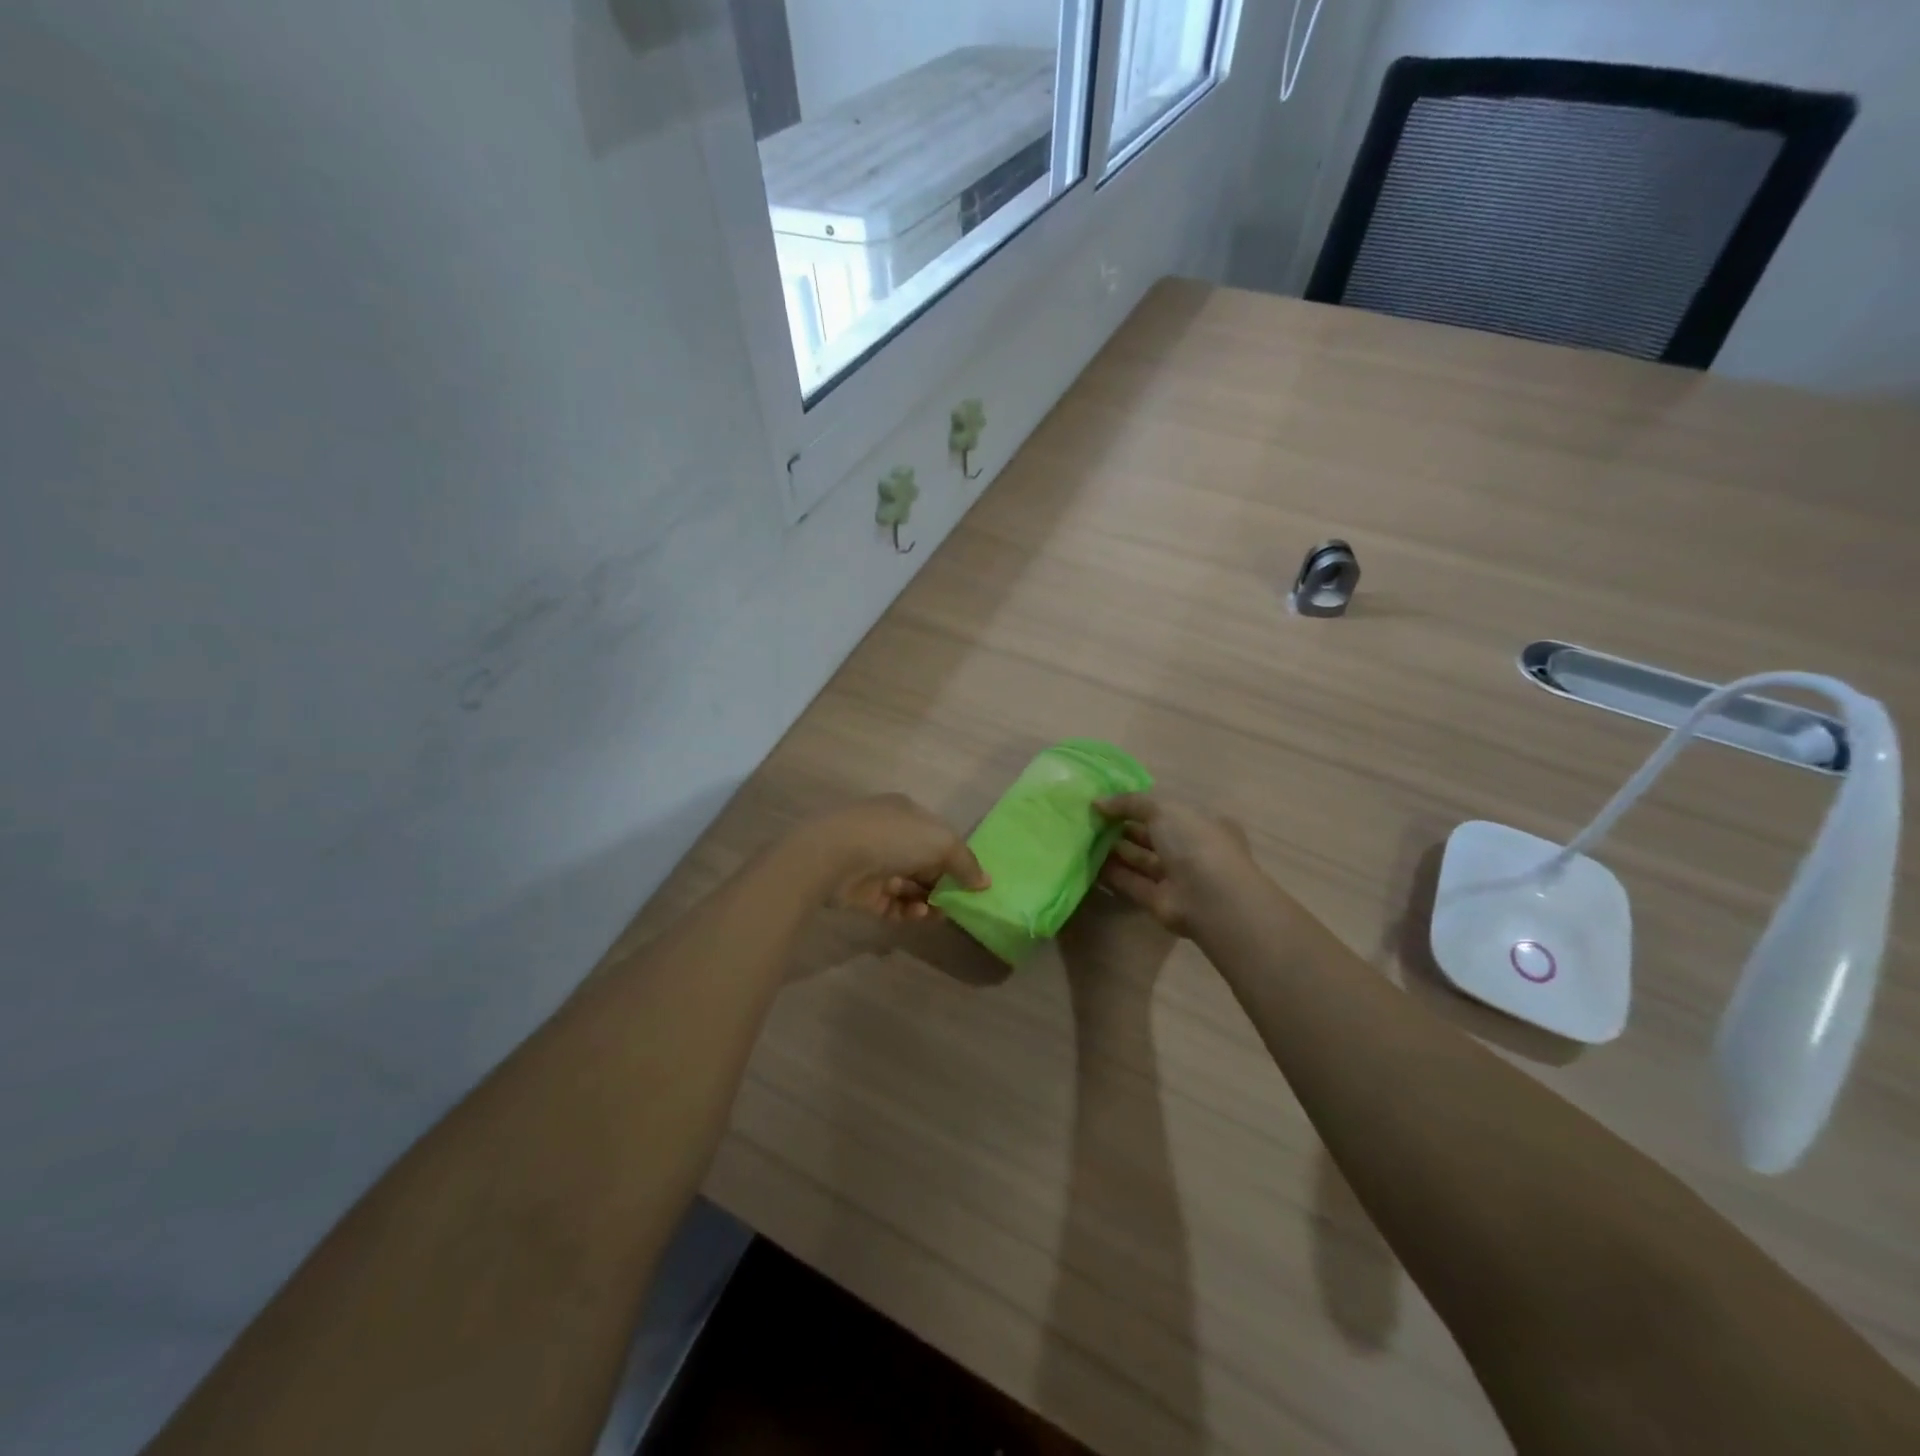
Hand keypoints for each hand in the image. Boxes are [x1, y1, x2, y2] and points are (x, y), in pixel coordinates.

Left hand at [806, 794, 988, 922]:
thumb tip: (984, 882)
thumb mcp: (941, 843)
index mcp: (907, 813)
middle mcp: (890, 835)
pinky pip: (892, 904)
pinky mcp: (862, 892)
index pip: (938, 836)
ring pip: (909, 886)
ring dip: (928, 900)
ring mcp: (873, 864)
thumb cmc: (892, 838)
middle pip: (925, 863)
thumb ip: (966, 863)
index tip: (973, 882)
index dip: (957, 858)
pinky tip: (918, 915)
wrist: (833, 857)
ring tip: (939, 913)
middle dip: (944, 883)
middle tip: (959, 904)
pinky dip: (908, 911)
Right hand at [1095, 792, 1265, 937]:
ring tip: (1084, 839)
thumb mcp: (1163, 810)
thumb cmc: (1194, 843)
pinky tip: (1088, 864)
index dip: (1139, 806)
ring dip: (1114, 850)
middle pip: (1152, 836)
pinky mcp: (1160, 901)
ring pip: (1141, 860)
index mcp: (1202, 824)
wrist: (1209, 899)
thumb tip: (1097, 802)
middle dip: (1122, 828)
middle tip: (1090, 821)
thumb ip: (1130, 803)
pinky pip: (1132, 883)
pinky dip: (1112, 874)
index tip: (1109, 803)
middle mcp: (1192, 850)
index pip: (1167, 812)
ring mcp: (1177, 878)